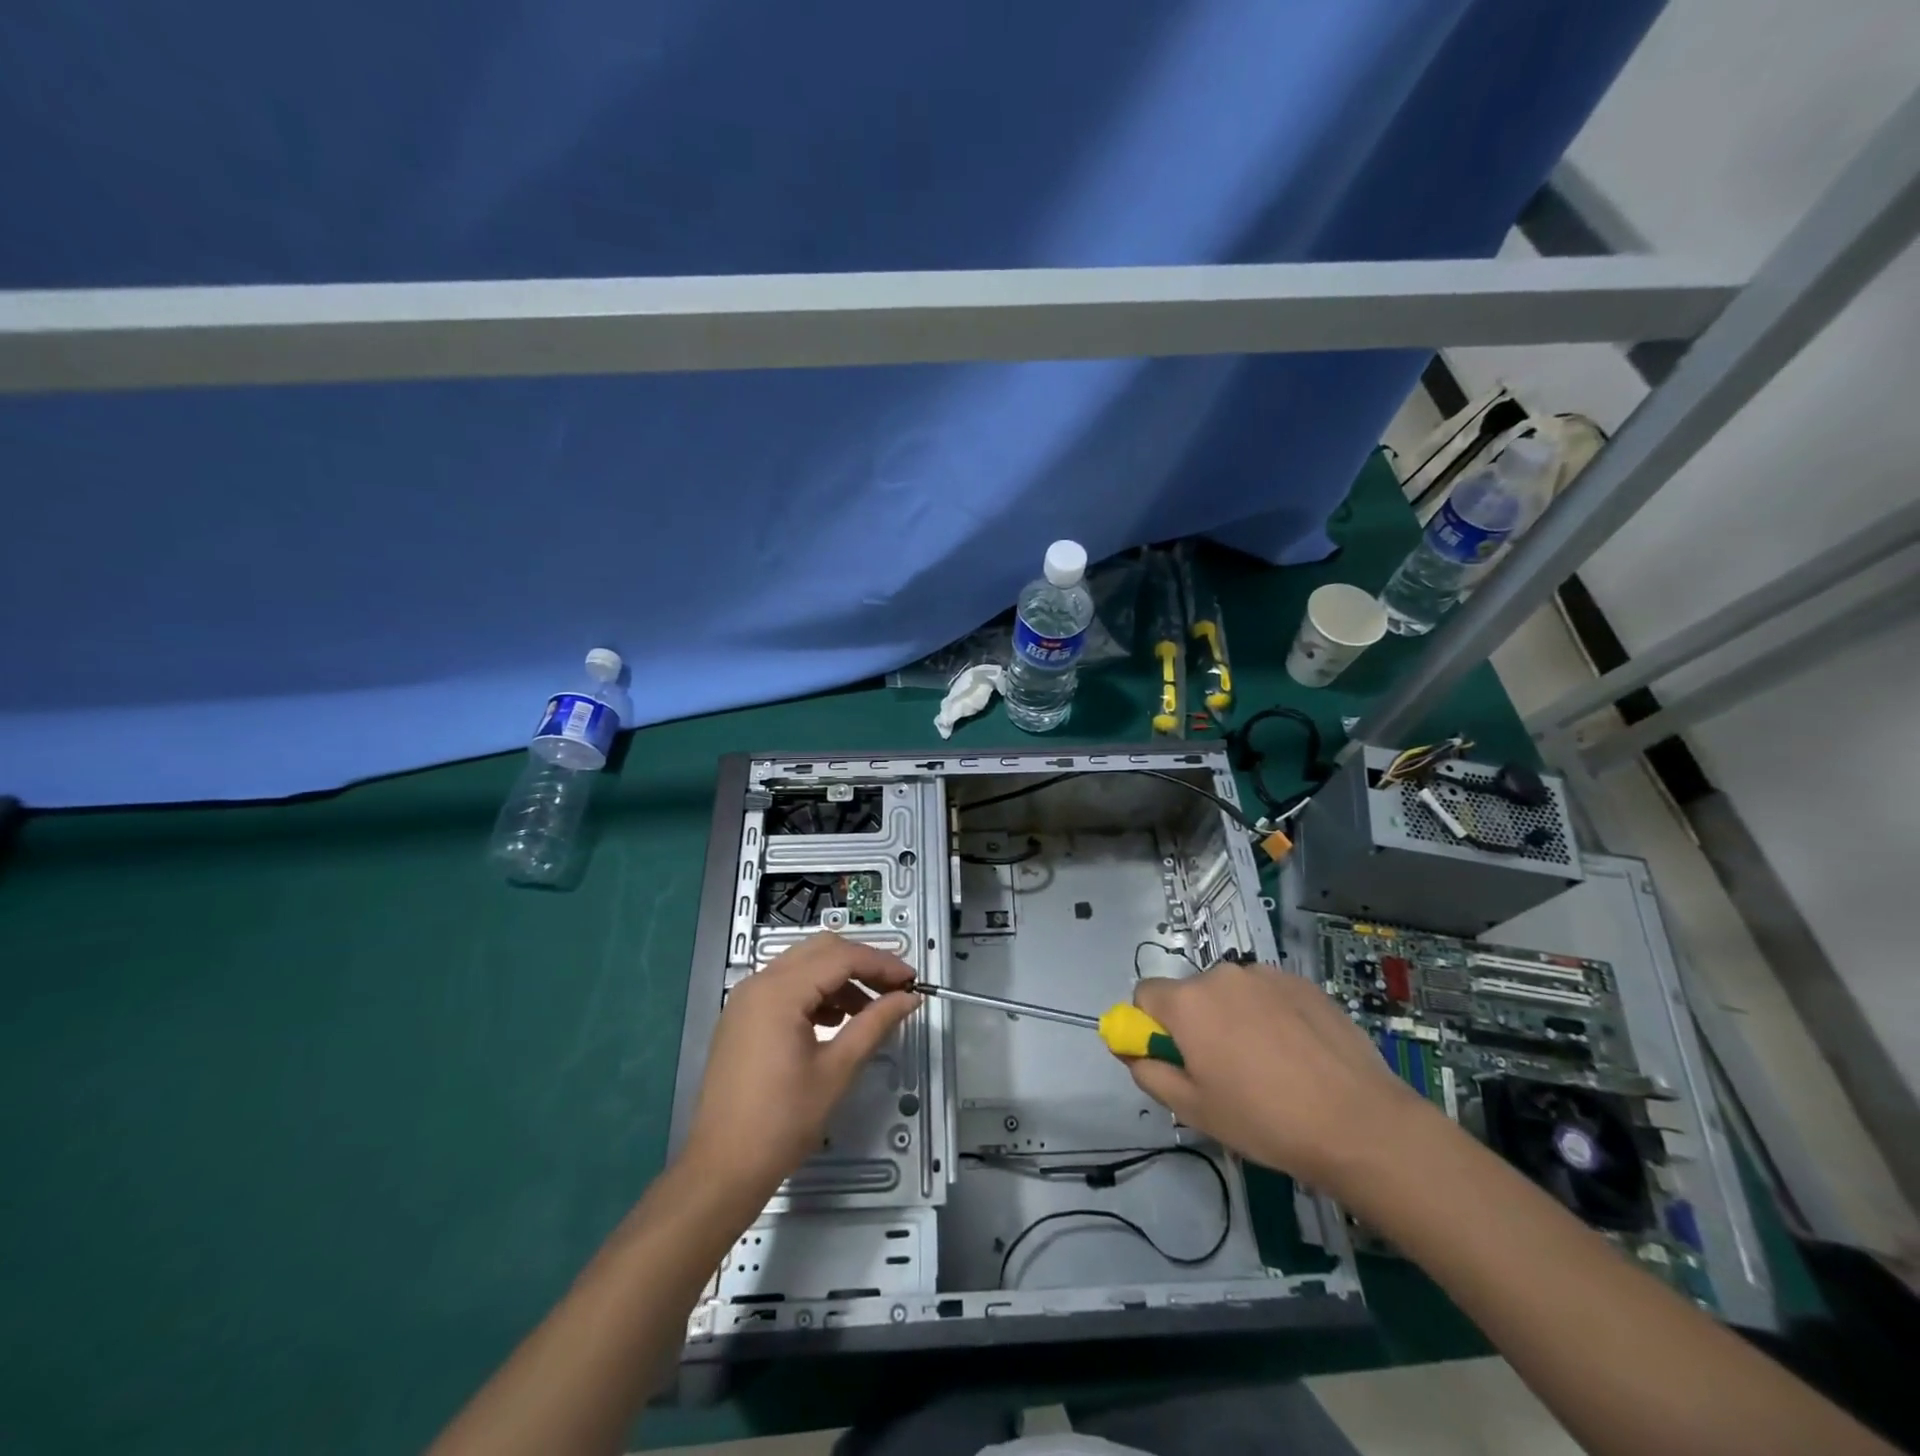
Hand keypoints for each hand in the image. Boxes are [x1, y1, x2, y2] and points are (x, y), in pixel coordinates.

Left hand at [681, 933, 919, 1206]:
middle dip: (861, 963)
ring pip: (803, 965)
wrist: (723, 1168)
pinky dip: (816, 991)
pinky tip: (836, 1020)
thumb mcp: (837, 1070)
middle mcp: (759, 983)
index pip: (841, 957)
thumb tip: (909, 998)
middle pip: (821, 950)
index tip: (912, 980)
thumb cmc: (784, 1121)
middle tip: (894, 987)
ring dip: (839, 977)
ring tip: (869, 1009)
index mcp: (779, 992)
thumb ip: (875, 1023)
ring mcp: (746, 999)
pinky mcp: (742, 1017)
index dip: (881, 964)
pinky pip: (786, 985)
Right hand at [1128, 962, 1433, 1194]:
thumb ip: (1149, 1073)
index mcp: (1187, 1002)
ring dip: (1234, 1016)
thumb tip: (1132, 1051)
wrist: (1358, 1122)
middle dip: (1196, 1023)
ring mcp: (1265, 974)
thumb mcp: (1194, 1110)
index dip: (1150, 1026)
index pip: (1144, 994)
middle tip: (1223, 1070)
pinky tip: (1297, 1053)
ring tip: (1268, 1064)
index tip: (1174, 1058)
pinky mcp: (1302, 982)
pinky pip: (1268, 993)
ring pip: (1231, 992)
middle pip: (1190, 993)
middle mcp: (1221, 975)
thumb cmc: (1264, 1120)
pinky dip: (1270, 1014)